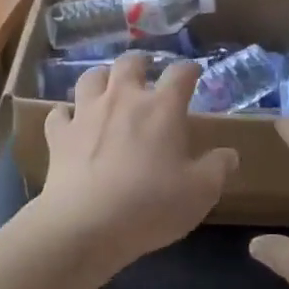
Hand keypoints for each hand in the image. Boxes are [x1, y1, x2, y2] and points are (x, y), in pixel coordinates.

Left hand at [31, 52, 238, 269]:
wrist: (86, 225)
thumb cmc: (151, 205)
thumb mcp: (199, 192)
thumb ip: (218, 168)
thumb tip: (230, 154)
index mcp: (162, 108)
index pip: (180, 73)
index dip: (189, 70)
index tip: (194, 73)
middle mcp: (123, 99)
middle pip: (130, 63)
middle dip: (140, 63)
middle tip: (146, 74)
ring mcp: (86, 114)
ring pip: (91, 77)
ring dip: (101, 79)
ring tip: (108, 89)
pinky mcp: (59, 135)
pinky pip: (59, 113)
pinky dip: (65, 114)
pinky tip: (69, 122)